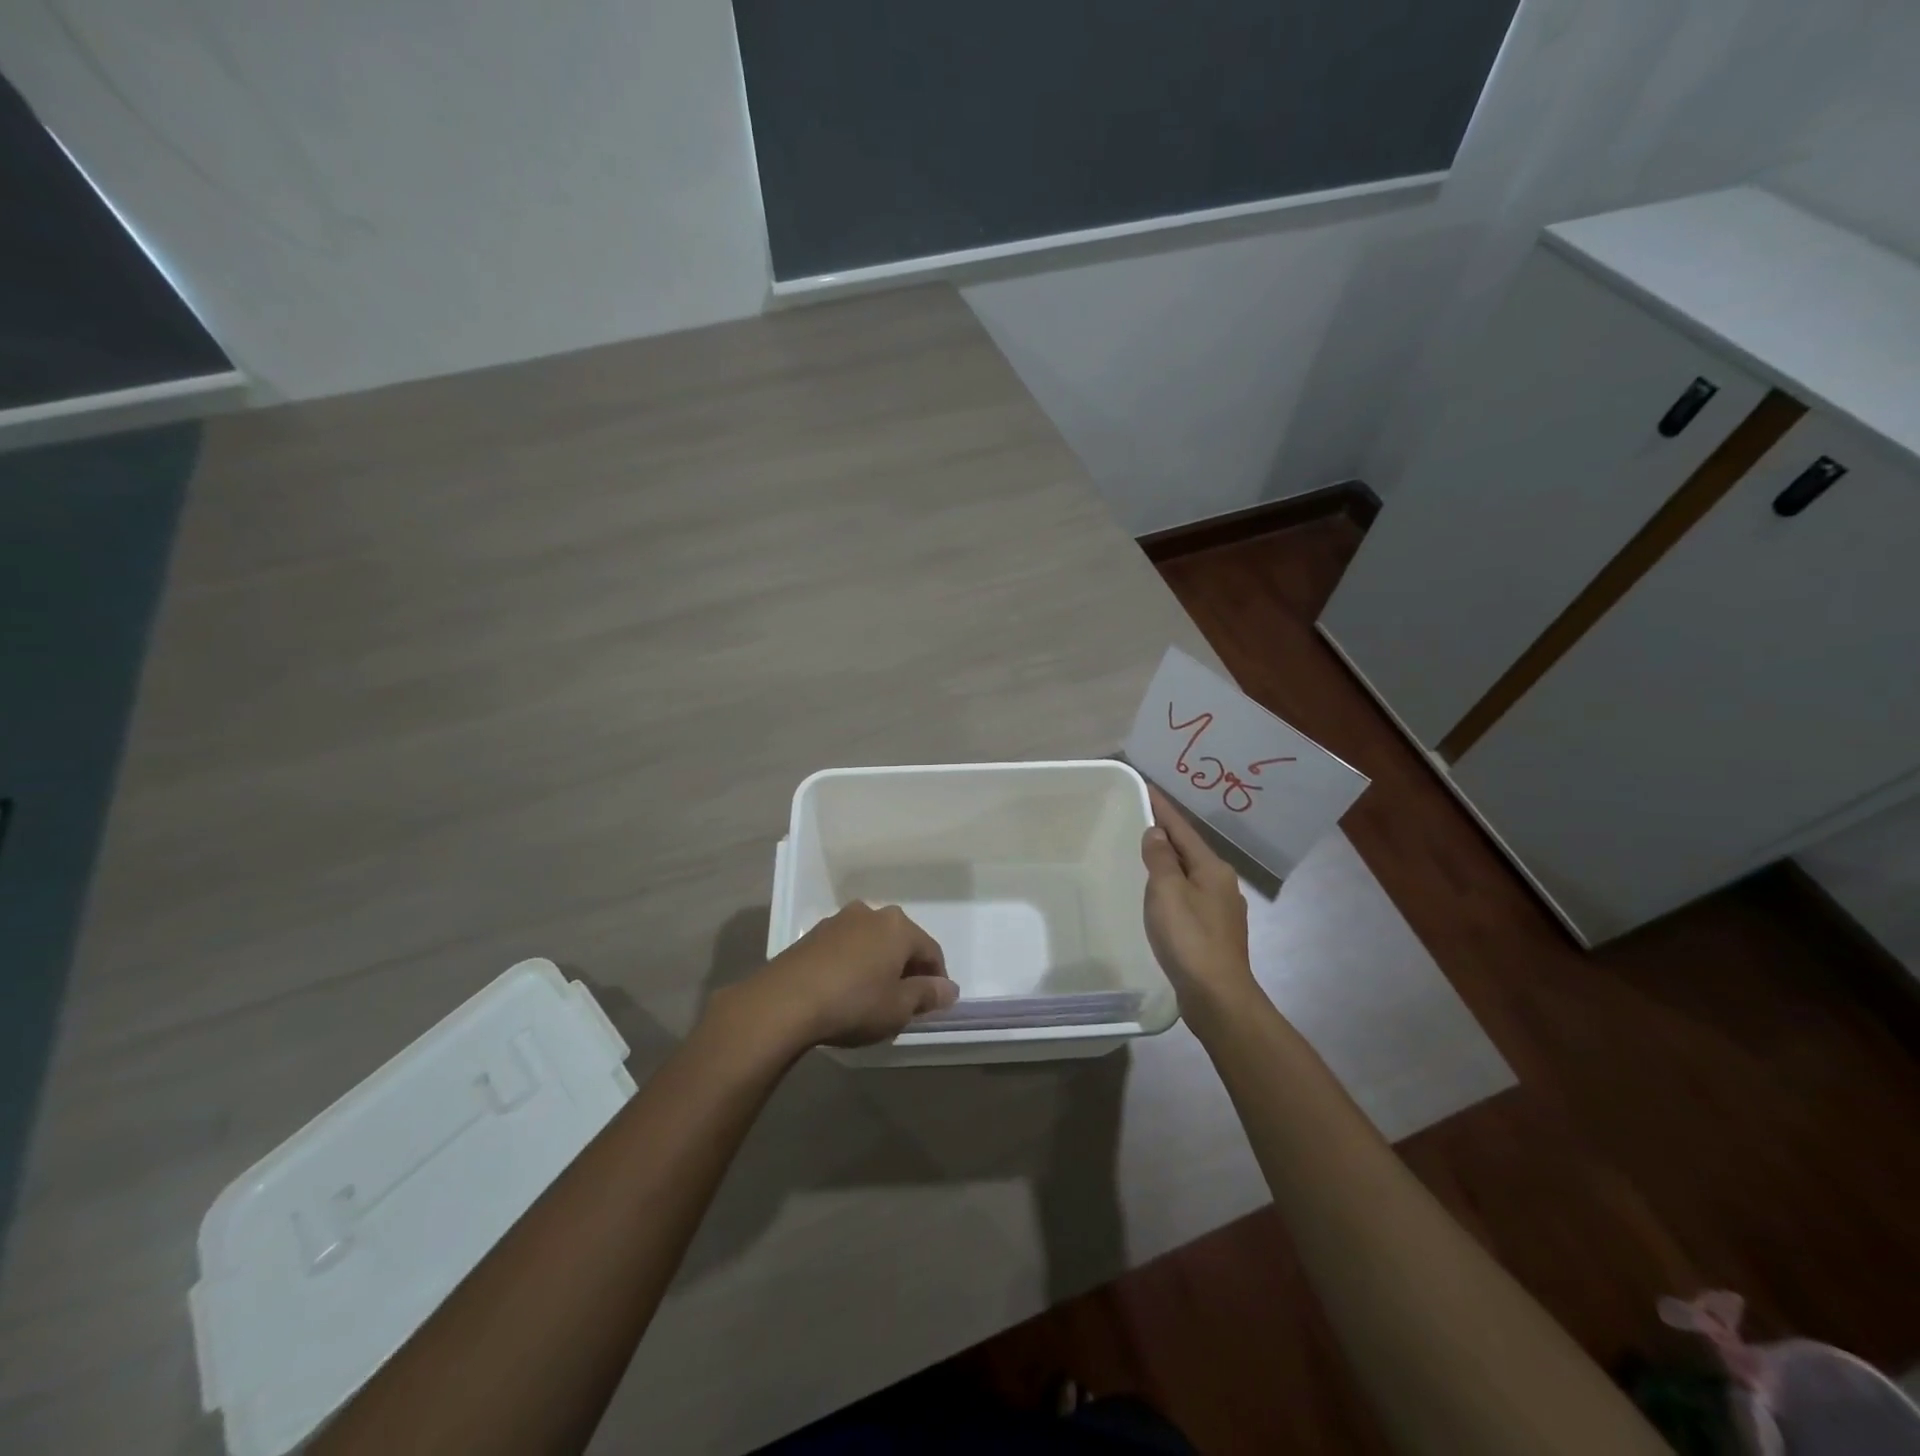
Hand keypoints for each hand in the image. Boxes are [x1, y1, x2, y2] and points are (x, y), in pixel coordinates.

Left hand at [728, 902, 956, 1050]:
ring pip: (872, 942)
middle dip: (907, 969)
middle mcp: (871, 913)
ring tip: (873, 997)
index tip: (934, 1005)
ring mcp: (839, 920)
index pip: (931, 951)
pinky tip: (846, 990)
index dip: (937, 979)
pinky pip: (847, 947)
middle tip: (905, 1002)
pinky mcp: (813, 934)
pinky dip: (854, 964)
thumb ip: (927, 995)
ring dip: (878, 964)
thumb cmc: (853, 1003)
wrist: (784, 1002)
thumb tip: (949, 988)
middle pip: (900, 942)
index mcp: (898, 926)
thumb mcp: (898, 1007)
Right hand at [1141, 785, 1256, 1009]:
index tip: (1147, 786)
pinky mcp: (1214, 931)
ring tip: (1146, 852)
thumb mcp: (1167, 892)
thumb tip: (1156, 833)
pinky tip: (1160, 894)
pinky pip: (1189, 894)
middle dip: (1167, 833)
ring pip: (1190, 873)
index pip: (1182, 829)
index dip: (1163, 808)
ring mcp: (1221, 909)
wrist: (1217, 996)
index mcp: (1212, 868)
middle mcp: (1222, 883)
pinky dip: (1173, 885)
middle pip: (1189, 849)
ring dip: (1170, 860)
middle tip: (1140, 816)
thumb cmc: (1189, 938)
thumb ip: (1160, 859)